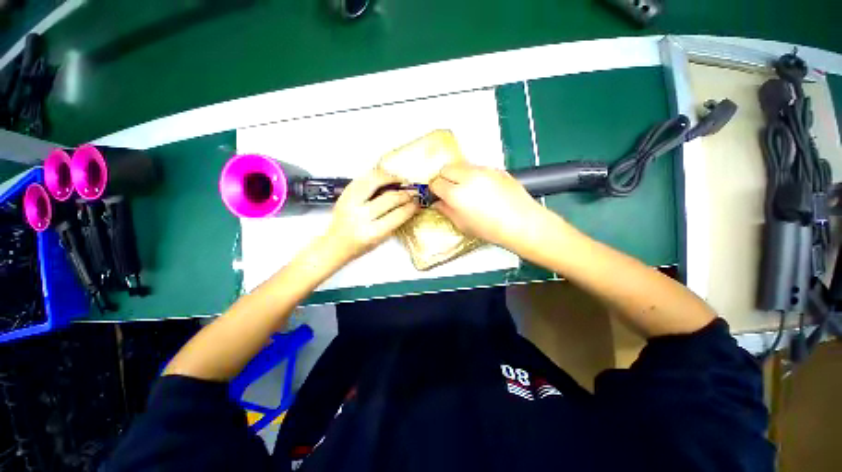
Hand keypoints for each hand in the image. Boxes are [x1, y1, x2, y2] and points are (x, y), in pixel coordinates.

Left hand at [322, 169, 418, 262]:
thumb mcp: (381, 239)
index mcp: (372, 232)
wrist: (336, 243)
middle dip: (405, 194)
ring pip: (374, 181)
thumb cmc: (361, 245)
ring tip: (399, 181)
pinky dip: (376, 175)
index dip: (411, 207)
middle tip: (412, 192)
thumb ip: (395, 222)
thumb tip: (410, 204)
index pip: (398, 215)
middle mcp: (360, 216)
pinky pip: (363, 177)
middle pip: (389, 198)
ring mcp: (350, 202)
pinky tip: (385, 178)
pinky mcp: (344, 194)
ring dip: (391, 178)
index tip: (417, 203)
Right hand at [430, 163, 551, 250]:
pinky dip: (474, 175)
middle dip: (444, 178)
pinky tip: (483, 189)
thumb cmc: (491, 229)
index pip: (436, 183)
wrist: (522, 223)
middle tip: (449, 190)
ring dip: (458, 175)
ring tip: (467, 189)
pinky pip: (478, 168)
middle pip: (446, 168)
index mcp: (457, 194)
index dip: (434, 190)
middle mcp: (468, 177)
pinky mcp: (496, 169)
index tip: (437, 195)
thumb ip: (446, 210)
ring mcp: (484, 170)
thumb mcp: (463, 224)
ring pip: (462, 165)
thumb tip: (438, 203)